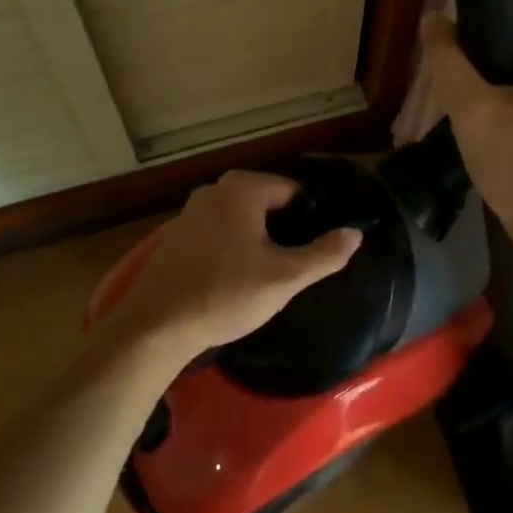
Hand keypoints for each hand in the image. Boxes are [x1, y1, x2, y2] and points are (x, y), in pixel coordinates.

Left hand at [96, 171, 361, 364]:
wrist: (157, 326)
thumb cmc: (225, 294)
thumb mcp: (284, 278)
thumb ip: (324, 254)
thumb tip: (355, 233)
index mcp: (242, 187)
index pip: (293, 192)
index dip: (310, 220)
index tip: (316, 251)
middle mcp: (215, 189)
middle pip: (267, 205)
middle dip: (282, 232)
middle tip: (292, 269)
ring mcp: (191, 210)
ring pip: (241, 220)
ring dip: (256, 242)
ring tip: (266, 278)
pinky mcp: (177, 235)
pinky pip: (218, 233)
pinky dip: (231, 249)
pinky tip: (233, 280)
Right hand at [419, 0, 512, 247]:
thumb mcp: (471, 108)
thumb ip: (447, 59)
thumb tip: (433, 18)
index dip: (482, 15)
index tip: (452, 40)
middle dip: (485, 46)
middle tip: (453, 70)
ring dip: (494, 68)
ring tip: (464, 89)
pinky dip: (510, 86)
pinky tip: (485, 107)